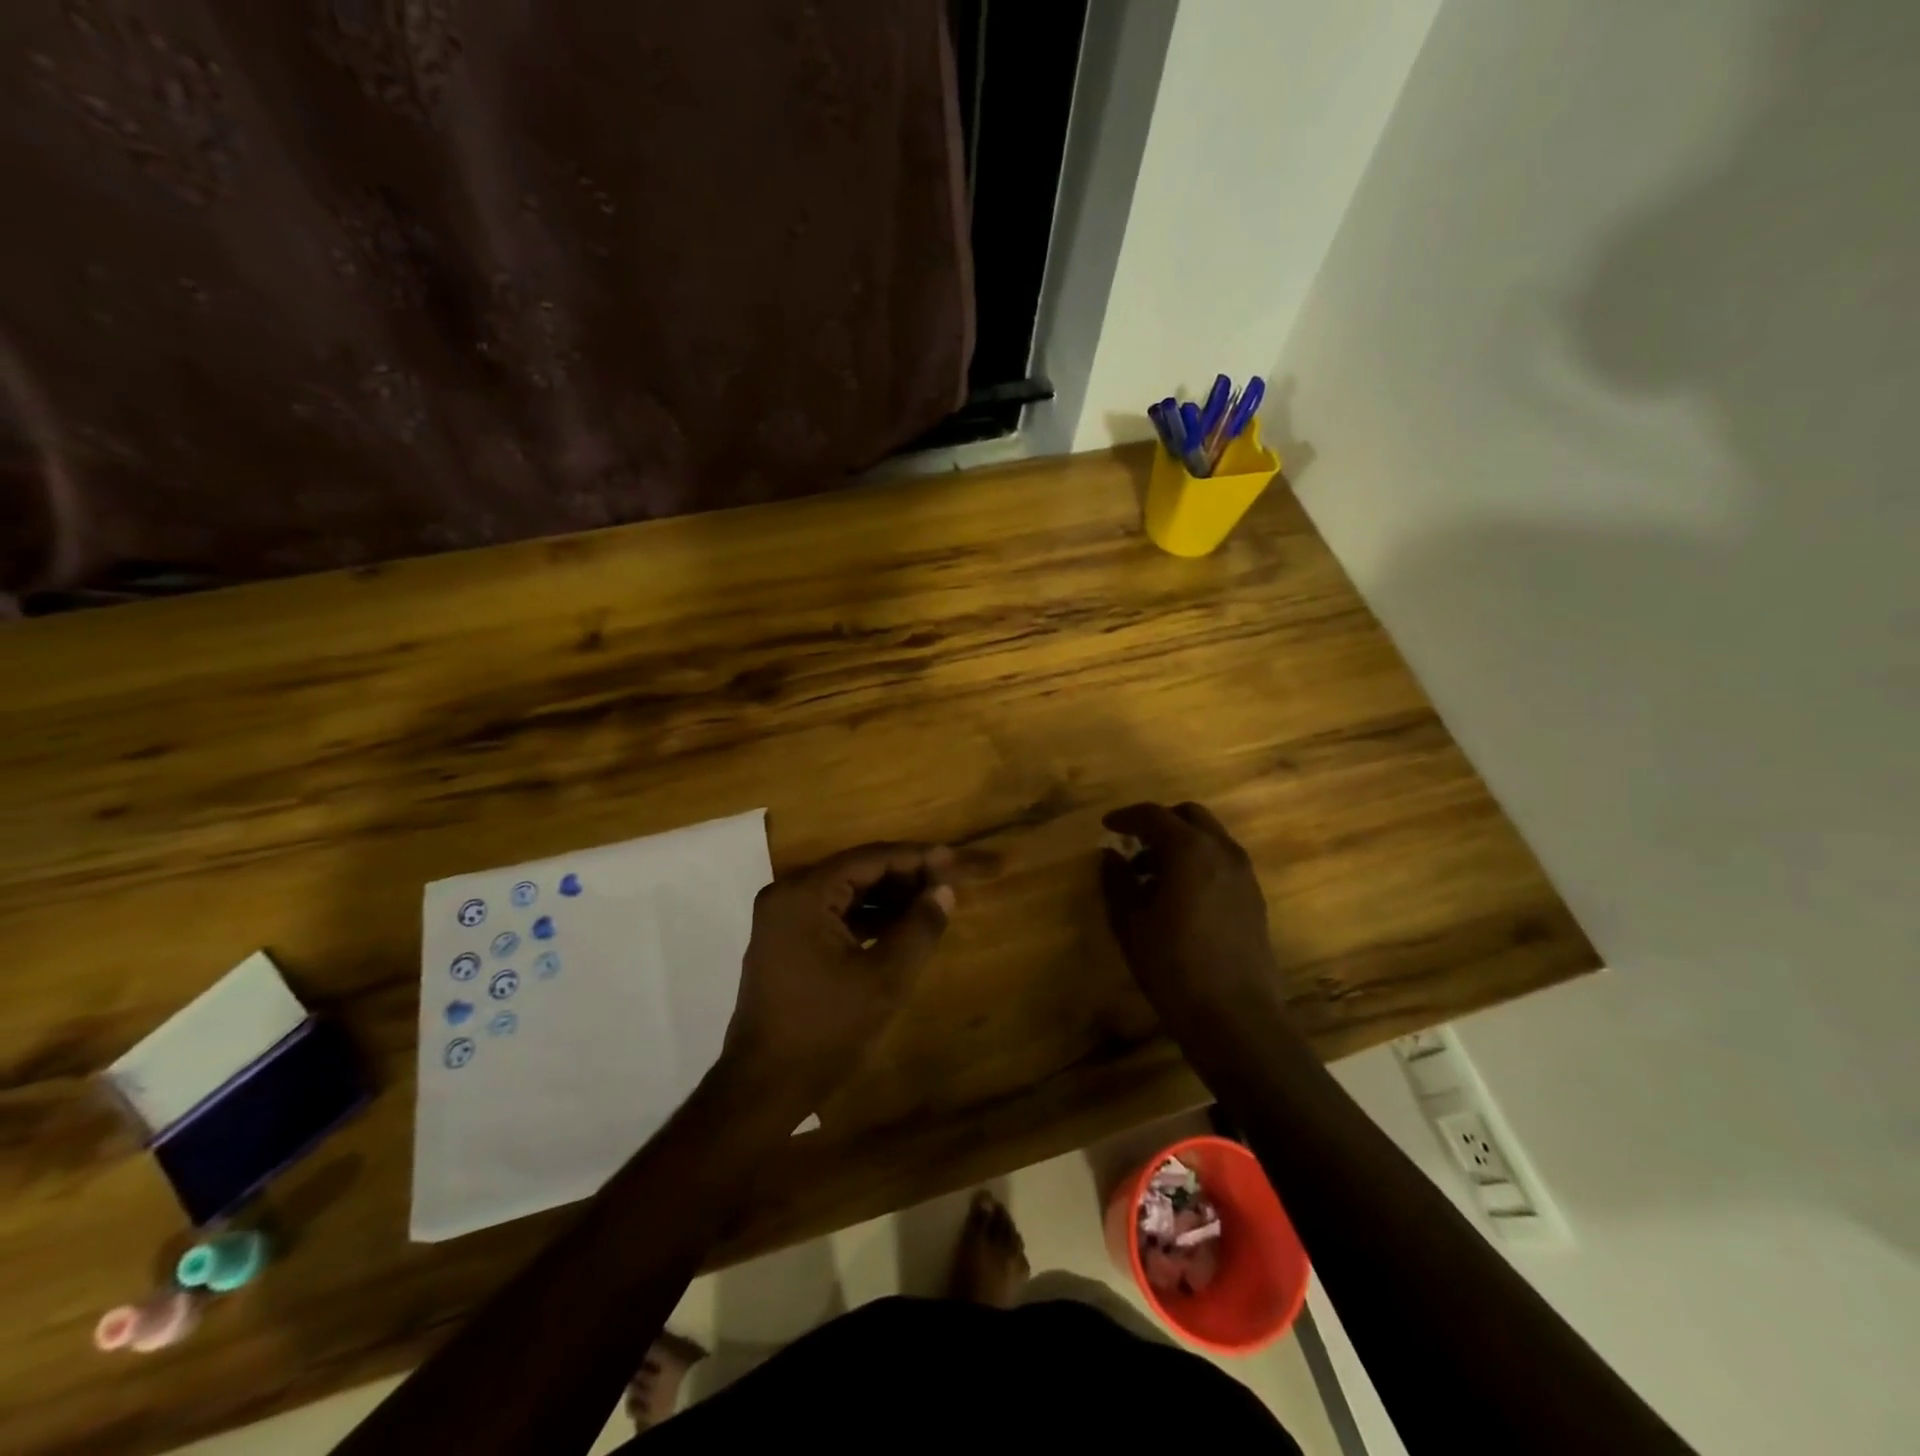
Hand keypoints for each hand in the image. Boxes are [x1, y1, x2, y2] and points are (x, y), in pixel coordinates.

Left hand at [724, 842, 955, 1107]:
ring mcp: (783, 918)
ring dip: (888, 897)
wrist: (764, 1086)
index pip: (870, 858)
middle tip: (947, 882)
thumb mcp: (884, 979)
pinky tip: (900, 927)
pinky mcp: (785, 941)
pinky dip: (867, 918)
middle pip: (857, 870)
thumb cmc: (825, 1029)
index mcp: (805, 894)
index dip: (916, 857)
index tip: (954, 860)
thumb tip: (944, 890)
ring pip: (846, 892)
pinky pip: (833, 914)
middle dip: (904, 876)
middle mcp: (788, 894)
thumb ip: (920, 928)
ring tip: (931, 903)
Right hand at [1099, 802, 1280, 1019]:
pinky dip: (1199, 863)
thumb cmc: (1173, 966)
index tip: (1107, 826)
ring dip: (1181, 844)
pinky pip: (1222, 862)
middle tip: (1133, 845)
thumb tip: (1110, 855)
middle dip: (1159, 823)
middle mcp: (1222, 851)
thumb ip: (1117, 881)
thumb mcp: (1131, 923)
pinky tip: (1179, 896)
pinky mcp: (1254, 898)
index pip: (1154, 816)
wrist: (1235, 1017)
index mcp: (1190, 849)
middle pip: (1189, 817)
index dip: (1126, 817)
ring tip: (1152, 877)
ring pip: (1209, 838)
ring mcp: (1244, 874)